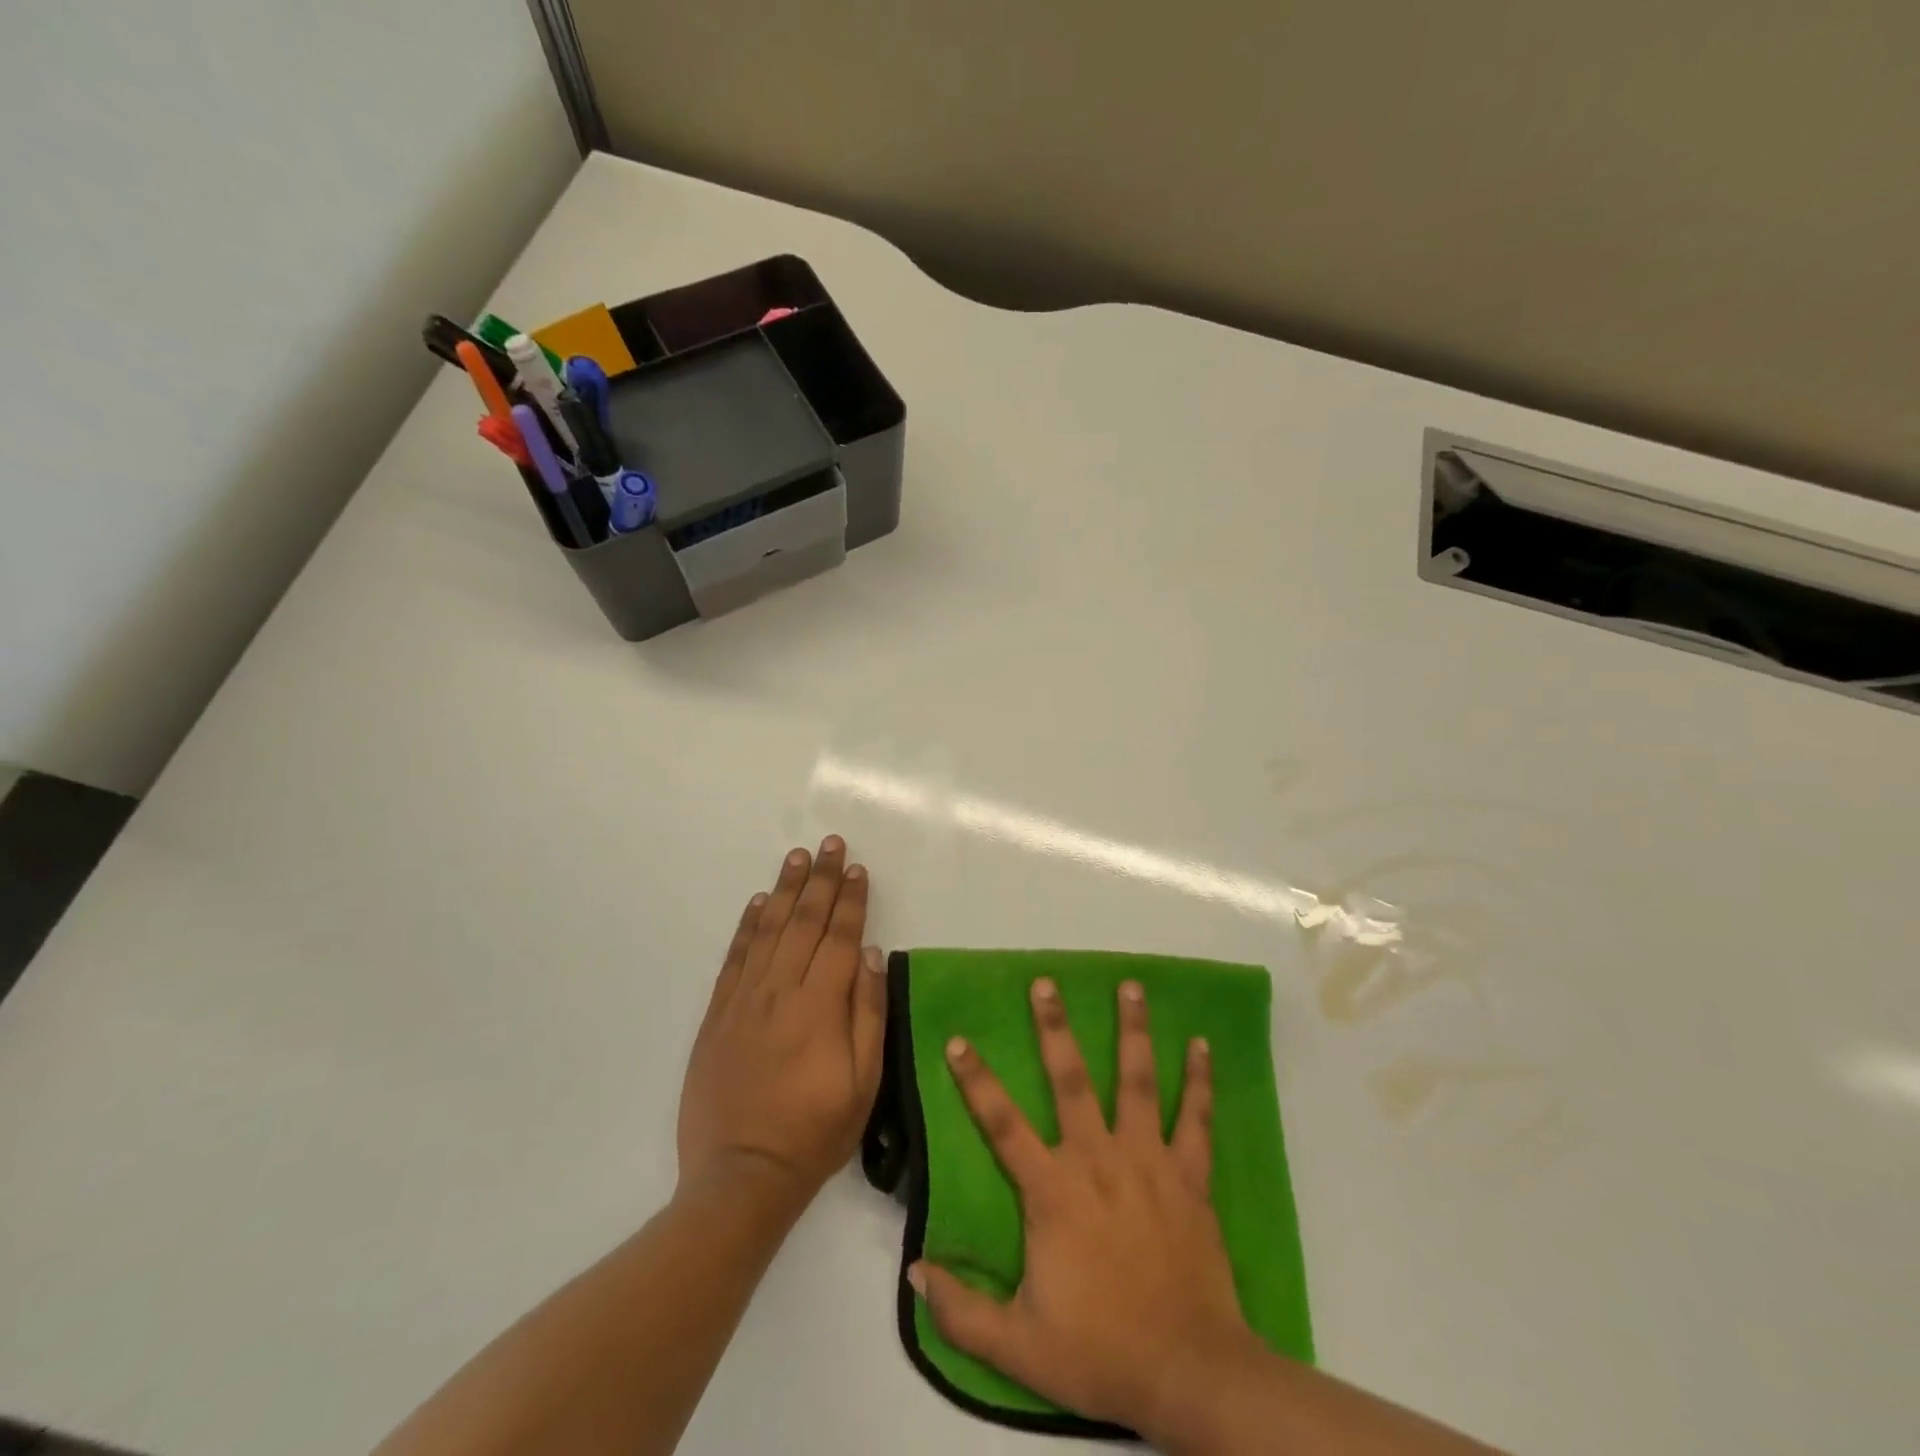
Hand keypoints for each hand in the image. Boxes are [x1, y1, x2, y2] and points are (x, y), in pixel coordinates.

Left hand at [676, 837, 887, 1213]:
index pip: (841, 937)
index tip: (858, 869)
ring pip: (769, 929)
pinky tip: (759, 903)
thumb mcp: (864, 1083)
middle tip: (830, 844)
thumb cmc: (814, 1133)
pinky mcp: (717, 1014)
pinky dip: (748, 925)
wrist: (741, 1177)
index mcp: (820, 1005)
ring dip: (785, 889)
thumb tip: (872, 955)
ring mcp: (744, 999)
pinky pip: (735, 957)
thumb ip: (868, 1013)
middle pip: (805, 921)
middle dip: (821, 879)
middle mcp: (781, 990)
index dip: (851, 900)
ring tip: (797, 856)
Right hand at [909, 978, 1260, 1443]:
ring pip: (1138, 1081)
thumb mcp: (1017, 1347)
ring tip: (1131, 984)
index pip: (1002, 1124)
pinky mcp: (1189, 1176)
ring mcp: (1148, 1161)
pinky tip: (1201, 1044)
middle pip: (1072, 1080)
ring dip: (1133, 1030)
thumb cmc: (1100, 1352)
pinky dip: (1199, 1080)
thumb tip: (914, 1271)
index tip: (958, 1040)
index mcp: (1053, 1191)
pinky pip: (1195, 1119)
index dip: (976, 1081)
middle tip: (1046, 982)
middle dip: (1055, 1027)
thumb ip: (961, 1310)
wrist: (1188, 1373)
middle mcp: (1098, 1159)